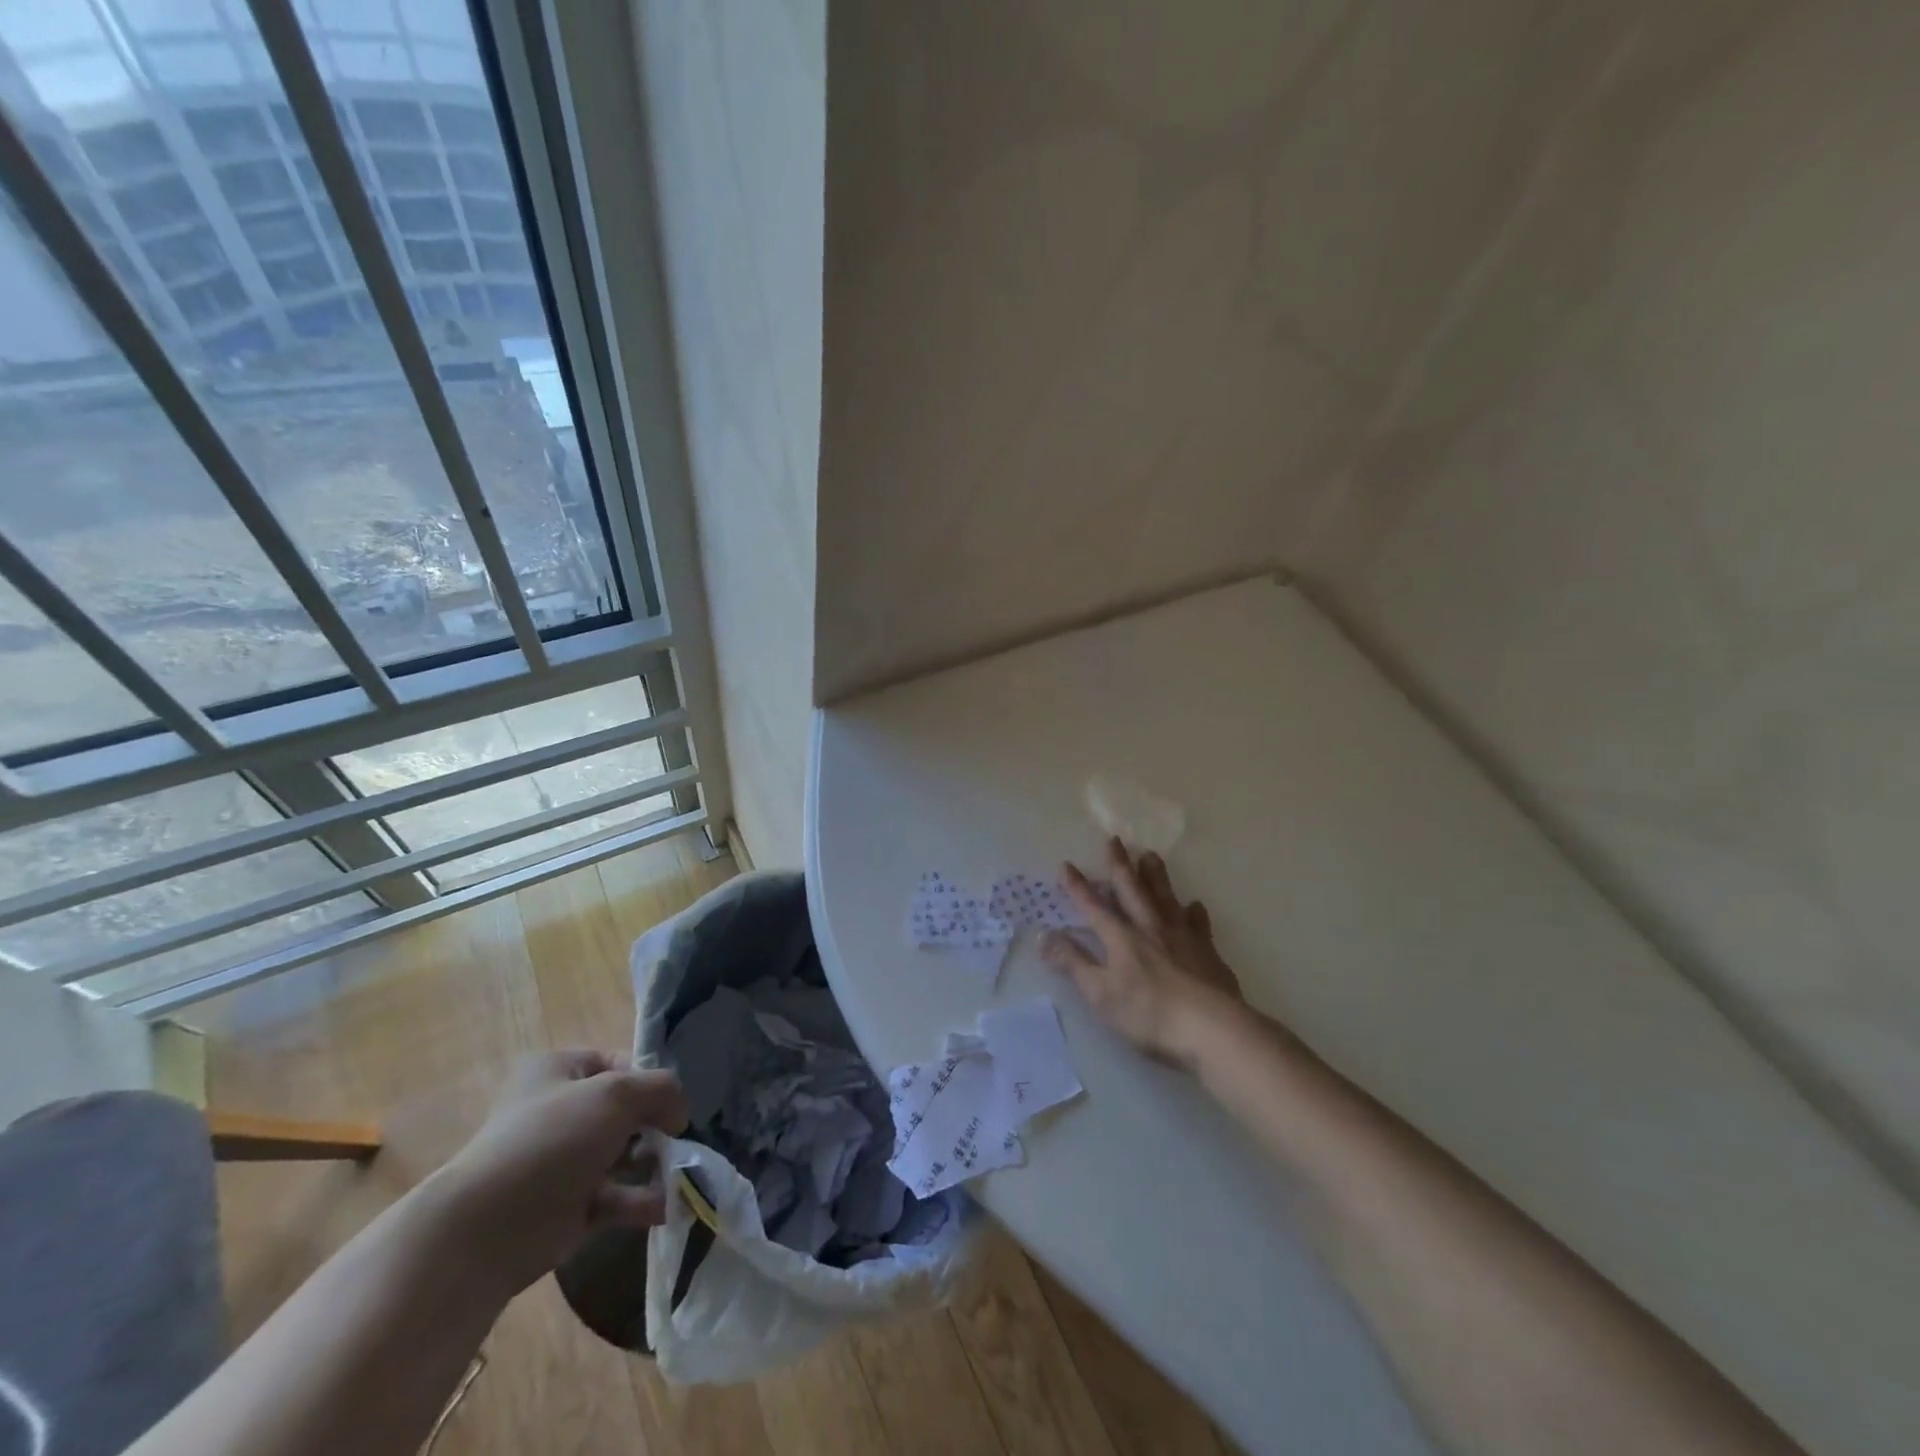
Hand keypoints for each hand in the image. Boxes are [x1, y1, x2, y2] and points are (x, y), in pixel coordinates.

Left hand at [437, 1050, 687, 1294]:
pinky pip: (615, 1197)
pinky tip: (667, 1206)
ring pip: (622, 1155)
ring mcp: (561, 1162)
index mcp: (557, 1071)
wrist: (487, 1229)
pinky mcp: (567, 1208)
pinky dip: (641, 1201)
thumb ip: (661, 1089)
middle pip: (623, 1110)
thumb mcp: (617, 1093)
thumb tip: (679, 1111)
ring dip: (655, 1164)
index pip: (617, 1062)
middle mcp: (557, 1112)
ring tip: (680, 1174)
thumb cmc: (553, 1140)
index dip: (649, 1078)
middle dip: (656, 1125)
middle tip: (679, 1139)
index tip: (672, 1100)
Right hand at [1043, 838, 1243, 1069]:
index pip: (1094, 906)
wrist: (1211, 1028)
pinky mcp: (1207, 952)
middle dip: (1120, 866)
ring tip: (1151, 855)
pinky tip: (1195, 905)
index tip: (1067, 864)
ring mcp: (1182, 937)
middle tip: (1115, 840)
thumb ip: (1073, 963)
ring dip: (1155, 877)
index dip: (1078, 887)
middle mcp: (1150, 928)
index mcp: (1121, 938)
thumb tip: (1044, 935)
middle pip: (1132, 890)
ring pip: (1165, 898)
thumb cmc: (1149, 1013)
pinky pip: (1199, 925)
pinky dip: (1195, 913)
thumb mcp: (1100, 993)